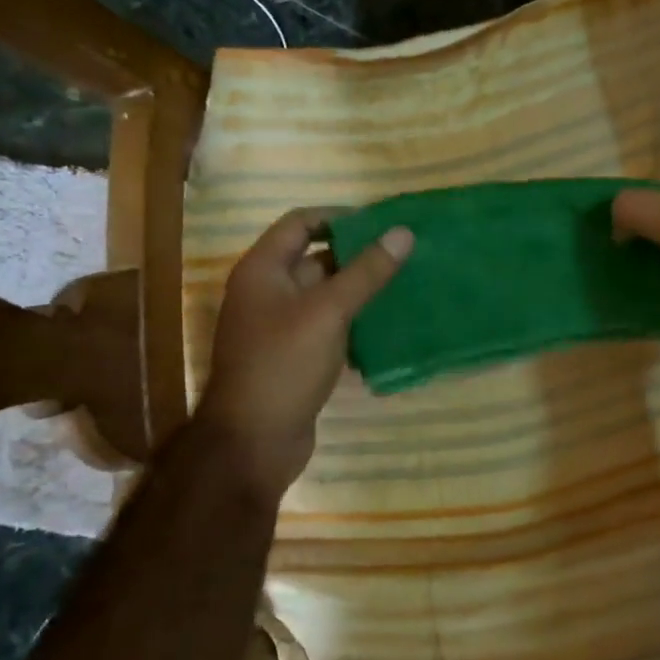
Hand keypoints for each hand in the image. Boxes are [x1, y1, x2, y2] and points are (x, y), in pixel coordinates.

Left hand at [197, 208, 412, 495]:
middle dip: (358, 257)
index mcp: (263, 270)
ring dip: (361, 291)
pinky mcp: (295, 357)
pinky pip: (328, 328)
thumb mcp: (328, 311)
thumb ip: (366, 272)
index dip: (340, 218)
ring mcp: (281, 327)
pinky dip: (355, 323)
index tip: (382, 224)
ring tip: (406, 286)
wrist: (254, 441)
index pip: (301, 223)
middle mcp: (267, 292)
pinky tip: (389, 326)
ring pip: (326, 297)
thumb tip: (403, 232)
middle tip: (404, 255)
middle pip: (316, 260)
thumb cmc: (284, 364)